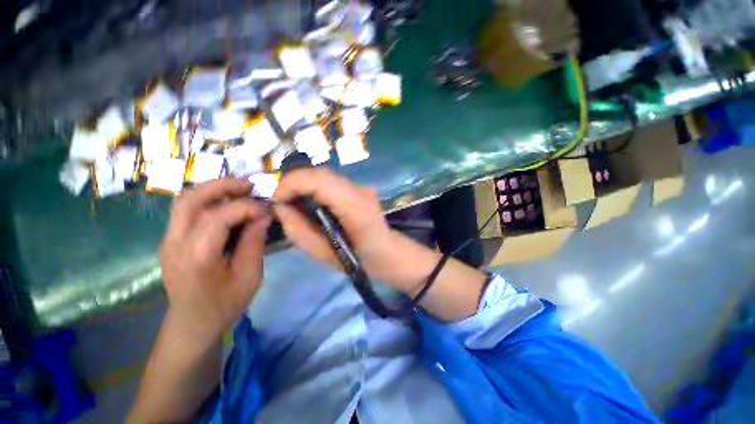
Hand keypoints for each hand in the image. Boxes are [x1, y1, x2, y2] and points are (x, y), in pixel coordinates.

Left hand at [160, 178, 270, 338]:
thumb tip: (263, 216)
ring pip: (185, 200)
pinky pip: (187, 211)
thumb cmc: (224, 304)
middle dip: (222, 185)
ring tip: (240, 190)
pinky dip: (208, 201)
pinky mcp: (171, 240)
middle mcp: (175, 242)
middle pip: (191, 198)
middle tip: (250, 185)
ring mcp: (168, 240)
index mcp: (196, 256)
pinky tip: (228, 205)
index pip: (219, 215)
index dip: (247, 207)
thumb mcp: (249, 277)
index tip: (267, 209)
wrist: (192, 324)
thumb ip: (254, 243)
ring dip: (213, 190)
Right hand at [273, 169, 433, 293]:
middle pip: (320, 173)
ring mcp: (361, 186)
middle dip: (294, 183)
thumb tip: (280, 208)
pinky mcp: (359, 188)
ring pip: (324, 175)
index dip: (291, 184)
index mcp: (355, 206)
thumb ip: (298, 230)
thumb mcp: (322, 253)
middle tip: (281, 201)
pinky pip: (331, 182)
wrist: (385, 252)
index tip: (276, 201)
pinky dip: (314, 187)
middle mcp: (359, 190)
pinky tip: (309, 201)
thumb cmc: (356, 259)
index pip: (319, 180)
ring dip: (303, 184)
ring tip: (292, 201)